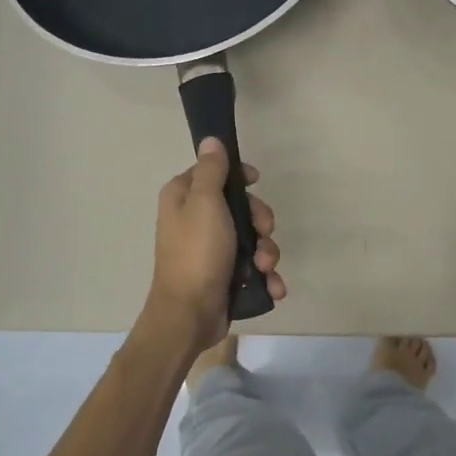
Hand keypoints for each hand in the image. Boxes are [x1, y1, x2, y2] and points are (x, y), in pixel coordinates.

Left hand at [142, 138, 283, 353]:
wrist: (189, 314)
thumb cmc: (196, 252)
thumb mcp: (204, 202)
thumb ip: (211, 170)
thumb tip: (210, 140)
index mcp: (183, 198)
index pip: (214, 173)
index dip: (238, 176)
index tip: (255, 182)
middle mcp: (195, 220)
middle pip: (240, 206)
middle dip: (260, 221)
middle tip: (263, 233)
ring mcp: (211, 250)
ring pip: (251, 238)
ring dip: (266, 252)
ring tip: (264, 268)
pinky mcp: (224, 276)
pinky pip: (252, 267)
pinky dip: (265, 276)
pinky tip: (271, 286)